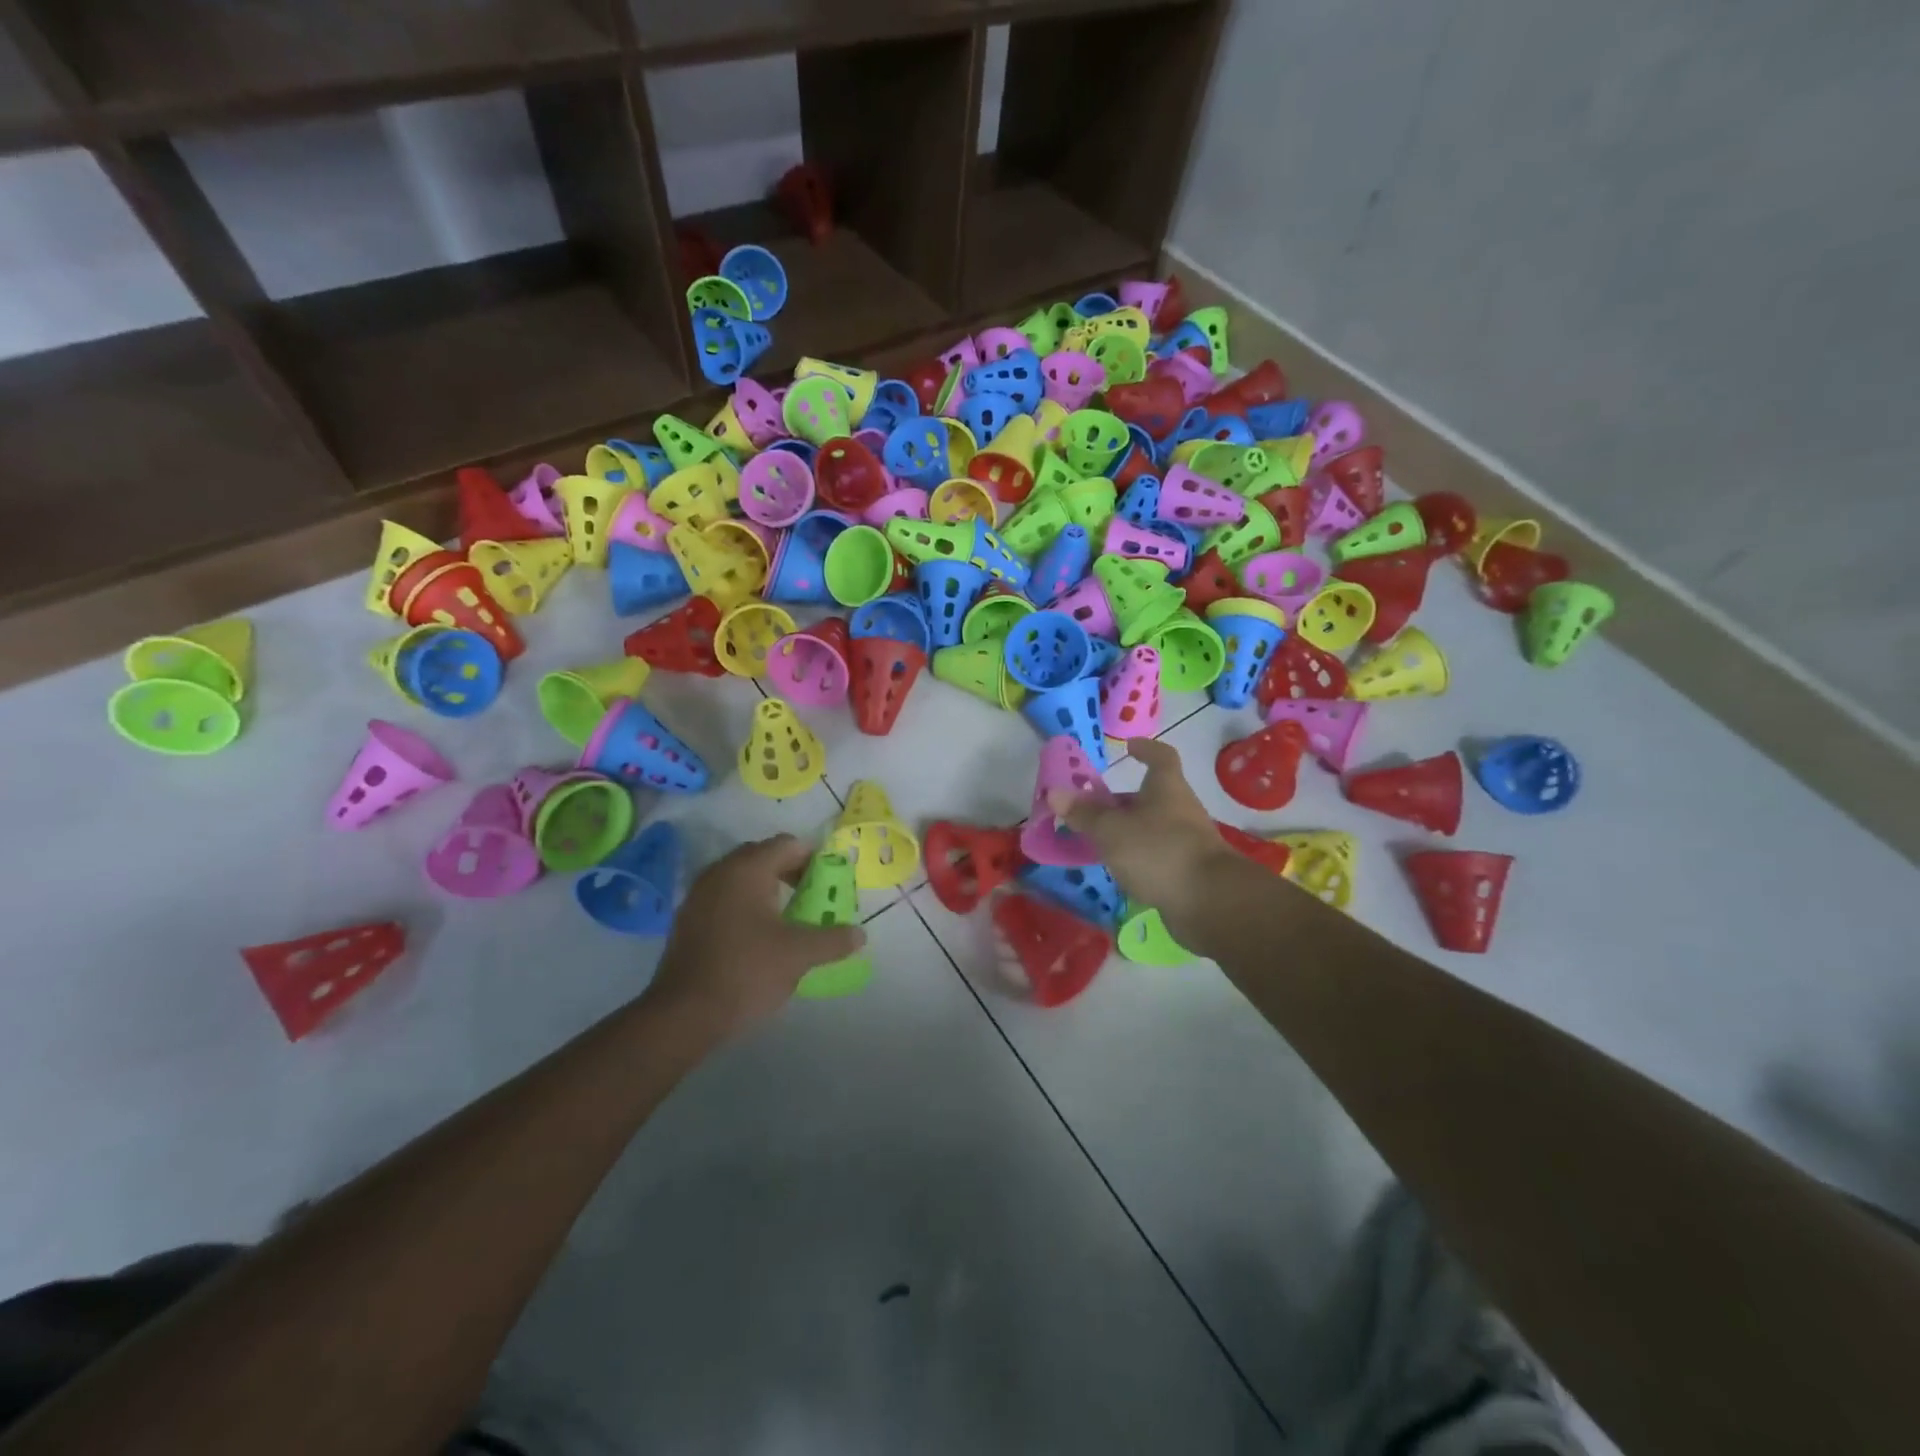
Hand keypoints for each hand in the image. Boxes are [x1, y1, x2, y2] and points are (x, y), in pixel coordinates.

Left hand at [646, 834, 865, 1033]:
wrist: (683, 1014)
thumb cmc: (747, 972)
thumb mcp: (799, 955)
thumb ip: (833, 940)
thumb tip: (859, 935)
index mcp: (747, 869)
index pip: (788, 844)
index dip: (814, 859)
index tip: (829, 883)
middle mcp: (720, 872)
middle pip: (763, 856)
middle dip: (791, 872)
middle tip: (812, 897)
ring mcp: (699, 895)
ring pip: (741, 878)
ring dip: (767, 889)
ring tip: (788, 918)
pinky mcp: (688, 919)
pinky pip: (724, 898)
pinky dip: (745, 905)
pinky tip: (757, 936)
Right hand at [1047, 738, 1245, 949]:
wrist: (1210, 902)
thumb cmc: (1158, 851)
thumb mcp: (1111, 830)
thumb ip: (1084, 814)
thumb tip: (1054, 792)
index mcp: (1166, 788)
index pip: (1161, 757)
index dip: (1146, 749)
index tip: (1129, 747)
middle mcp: (1181, 809)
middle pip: (1151, 797)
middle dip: (1122, 801)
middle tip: (1091, 809)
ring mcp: (1188, 842)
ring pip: (1152, 828)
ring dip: (1128, 832)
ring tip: (1097, 843)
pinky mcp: (1188, 872)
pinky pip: (1157, 857)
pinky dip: (1138, 859)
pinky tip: (1118, 872)